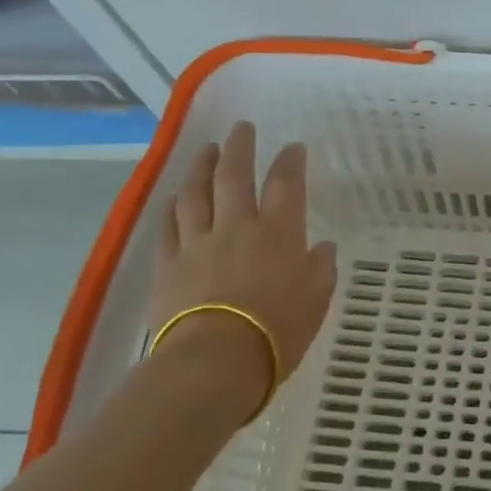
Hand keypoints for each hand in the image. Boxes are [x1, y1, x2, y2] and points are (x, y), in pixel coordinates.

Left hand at [149, 124, 338, 413]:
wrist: (215, 362)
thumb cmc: (278, 330)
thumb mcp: (317, 299)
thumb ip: (320, 268)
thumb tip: (322, 248)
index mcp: (279, 232)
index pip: (287, 183)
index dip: (291, 160)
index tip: (294, 146)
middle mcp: (237, 226)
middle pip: (234, 175)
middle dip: (240, 147)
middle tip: (241, 128)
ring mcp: (198, 243)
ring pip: (196, 193)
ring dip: (202, 167)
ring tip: (207, 150)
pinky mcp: (169, 265)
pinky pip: (169, 227)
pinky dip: (173, 207)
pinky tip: (174, 196)